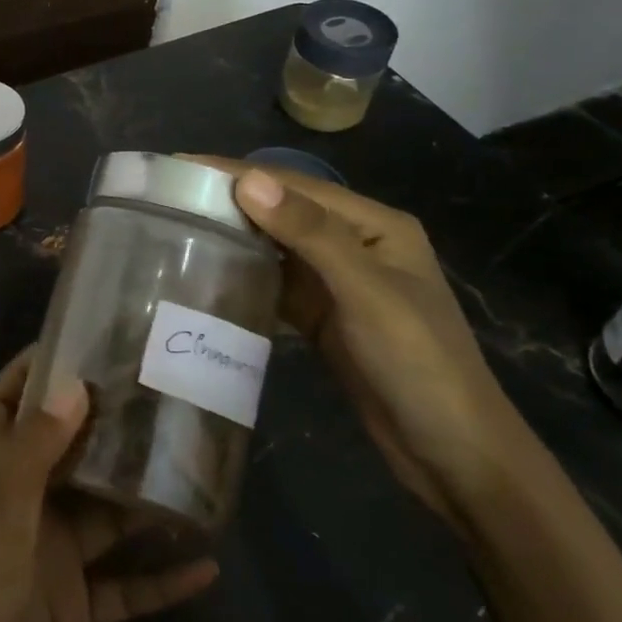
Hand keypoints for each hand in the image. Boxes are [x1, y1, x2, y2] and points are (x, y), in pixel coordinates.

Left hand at [0, 349, 217, 621]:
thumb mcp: (2, 525)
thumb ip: (35, 456)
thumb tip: (73, 384)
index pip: (0, 407)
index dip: (25, 371)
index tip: (71, 341)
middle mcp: (23, 512)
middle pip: (63, 456)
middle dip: (99, 426)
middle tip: (153, 395)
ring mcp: (48, 565)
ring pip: (102, 519)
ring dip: (140, 500)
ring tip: (191, 468)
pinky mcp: (72, 618)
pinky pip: (124, 589)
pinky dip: (160, 580)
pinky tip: (206, 567)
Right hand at [189, 158, 540, 532]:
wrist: (454, 457)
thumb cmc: (420, 364)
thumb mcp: (367, 293)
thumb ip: (310, 234)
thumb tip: (249, 180)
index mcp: (374, 225)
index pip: (295, 186)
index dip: (238, 172)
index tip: (180, 163)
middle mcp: (355, 244)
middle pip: (282, 211)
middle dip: (229, 198)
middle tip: (167, 193)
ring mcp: (338, 282)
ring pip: (275, 246)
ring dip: (233, 234)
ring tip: (176, 224)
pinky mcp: (323, 316)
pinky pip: (276, 283)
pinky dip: (245, 274)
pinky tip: (209, 272)